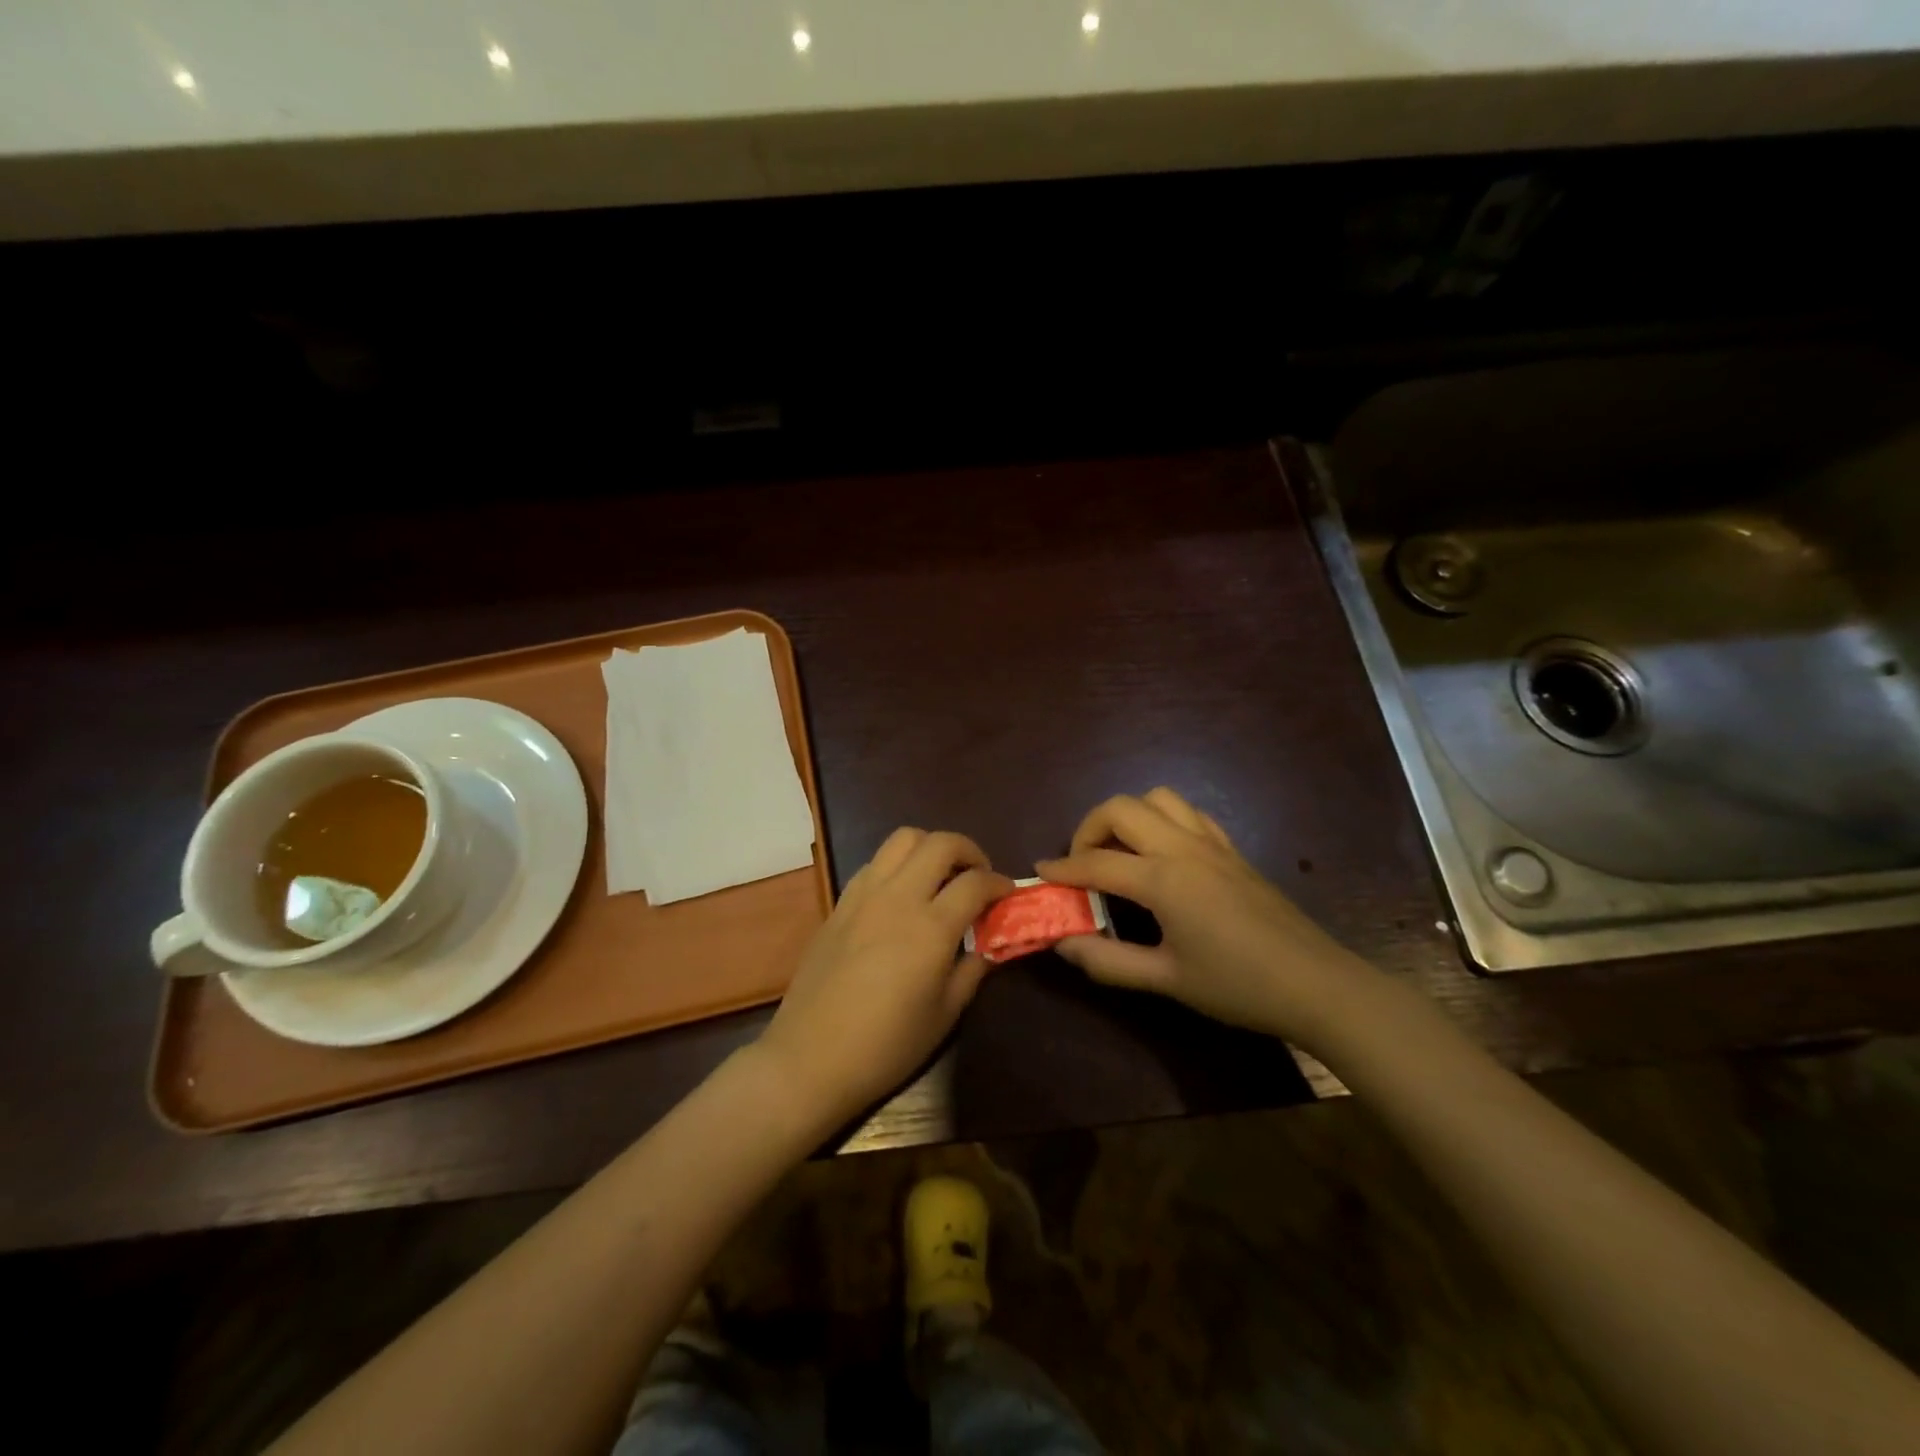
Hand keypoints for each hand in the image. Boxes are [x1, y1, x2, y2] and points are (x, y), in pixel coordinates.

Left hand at [756, 828, 1012, 1126]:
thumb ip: (973, 969)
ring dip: (930, 847)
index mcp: (931, 927)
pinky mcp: (840, 903)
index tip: (1008, 893)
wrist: (811, 1058)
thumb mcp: (945, 1014)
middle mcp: (898, 897)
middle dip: (969, 851)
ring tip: (940, 875)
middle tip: (978, 875)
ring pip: (903, 839)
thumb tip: (990, 943)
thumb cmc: (887, 1045)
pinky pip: (874, 863)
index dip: (999, 883)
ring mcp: (864, 895)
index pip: (975, 882)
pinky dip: (897, 865)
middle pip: (940, 843)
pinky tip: (902, 894)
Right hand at [1037, 788, 1377, 1048]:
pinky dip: (1162, 820)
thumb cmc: (1238, 986)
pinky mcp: (1232, 850)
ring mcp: (1211, 844)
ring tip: (1120, 853)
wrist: (1316, 985)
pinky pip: (1188, 813)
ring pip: (1157, 798)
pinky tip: (1162, 854)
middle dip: (1089, 829)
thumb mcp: (1166, 980)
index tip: (1040, 873)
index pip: (1096, 863)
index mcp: (1163, 879)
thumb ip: (1108, 960)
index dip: (1062, 868)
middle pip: (1121, 808)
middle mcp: (1183, 848)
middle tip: (1082, 864)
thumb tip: (1063, 943)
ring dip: (1128, 816)